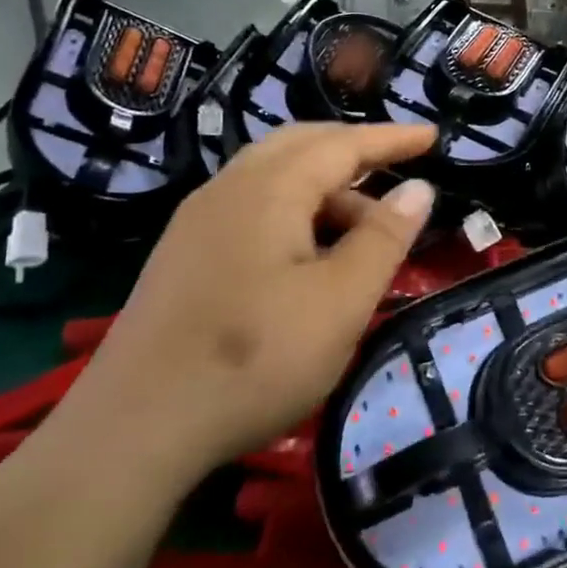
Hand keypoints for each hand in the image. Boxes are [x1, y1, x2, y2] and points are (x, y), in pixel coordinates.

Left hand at [53, 123, 438, 490]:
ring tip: (365, 230)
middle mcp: (228, 189)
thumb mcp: (341, 301)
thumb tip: (419, 189)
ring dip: (326, 187)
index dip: (392, 139)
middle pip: (301, 145)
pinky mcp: (184, 255)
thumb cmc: (255, 359)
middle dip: (355, 150)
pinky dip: (296, 210)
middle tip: (400, 167)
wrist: (133, 431)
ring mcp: (198, 222)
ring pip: (274, 177)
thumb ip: (384, 239)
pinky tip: (309, 253)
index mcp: (269, 189)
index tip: (433, 136)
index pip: (342, 144)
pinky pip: (252, 206)